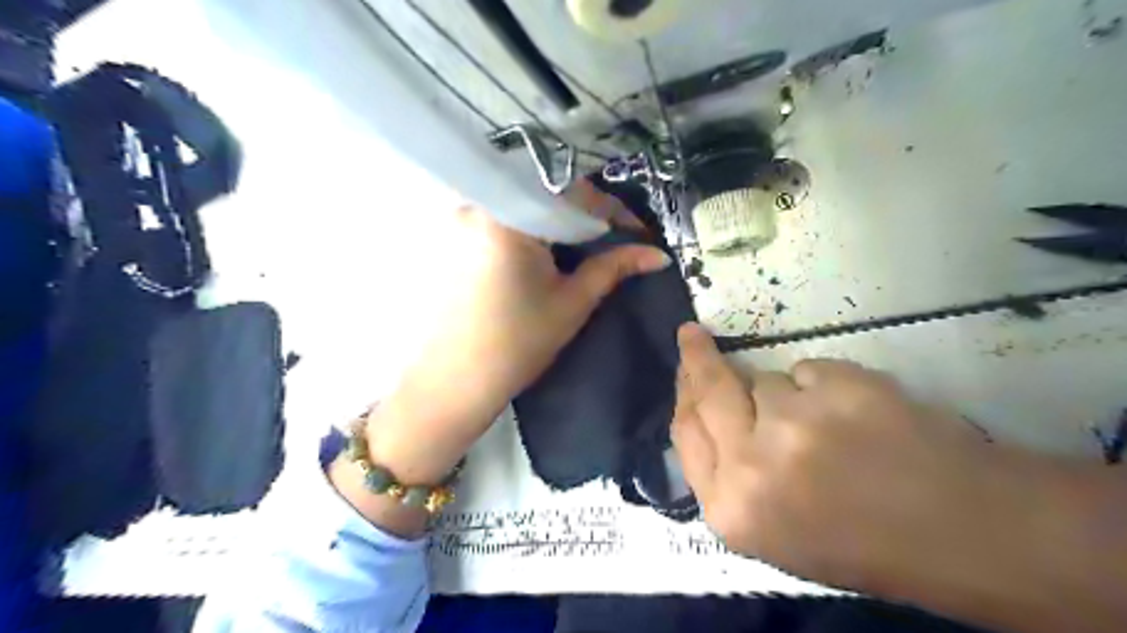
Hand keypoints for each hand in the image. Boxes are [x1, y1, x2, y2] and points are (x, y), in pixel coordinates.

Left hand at [358, 194, 667, 492]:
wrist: (453, 384)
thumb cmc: (517, 345)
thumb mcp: (572, 302)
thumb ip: (614, 267)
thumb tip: (657, 254)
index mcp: (510, 217)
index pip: (573, 194)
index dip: (613, 211)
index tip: (639, 234)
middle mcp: (480, 206)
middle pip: (547, 196)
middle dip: (587, 216)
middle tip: (615, 241)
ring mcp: (462, 221)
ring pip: (527, 208)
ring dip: (561, 224)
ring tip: (587, 249)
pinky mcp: (455, 240)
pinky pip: (506, 222)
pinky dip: (535, 232)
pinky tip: (550, 256)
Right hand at [668, 325, 1028, 595]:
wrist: (960, 533)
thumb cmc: (860, 541)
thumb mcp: (773, 529)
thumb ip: (729, 475)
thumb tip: (706, 412)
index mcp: (731, 509)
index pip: (686, 432)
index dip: (684, 396)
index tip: (684, 369)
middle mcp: (750, 464)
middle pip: (709, 390)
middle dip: (697, 357)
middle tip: (691, 335)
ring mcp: (795, 422)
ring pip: (765, 380)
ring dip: (783, 394)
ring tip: (827, 427)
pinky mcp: (839, 389)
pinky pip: (810, 371)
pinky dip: (825, 387)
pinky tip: (857, 418)